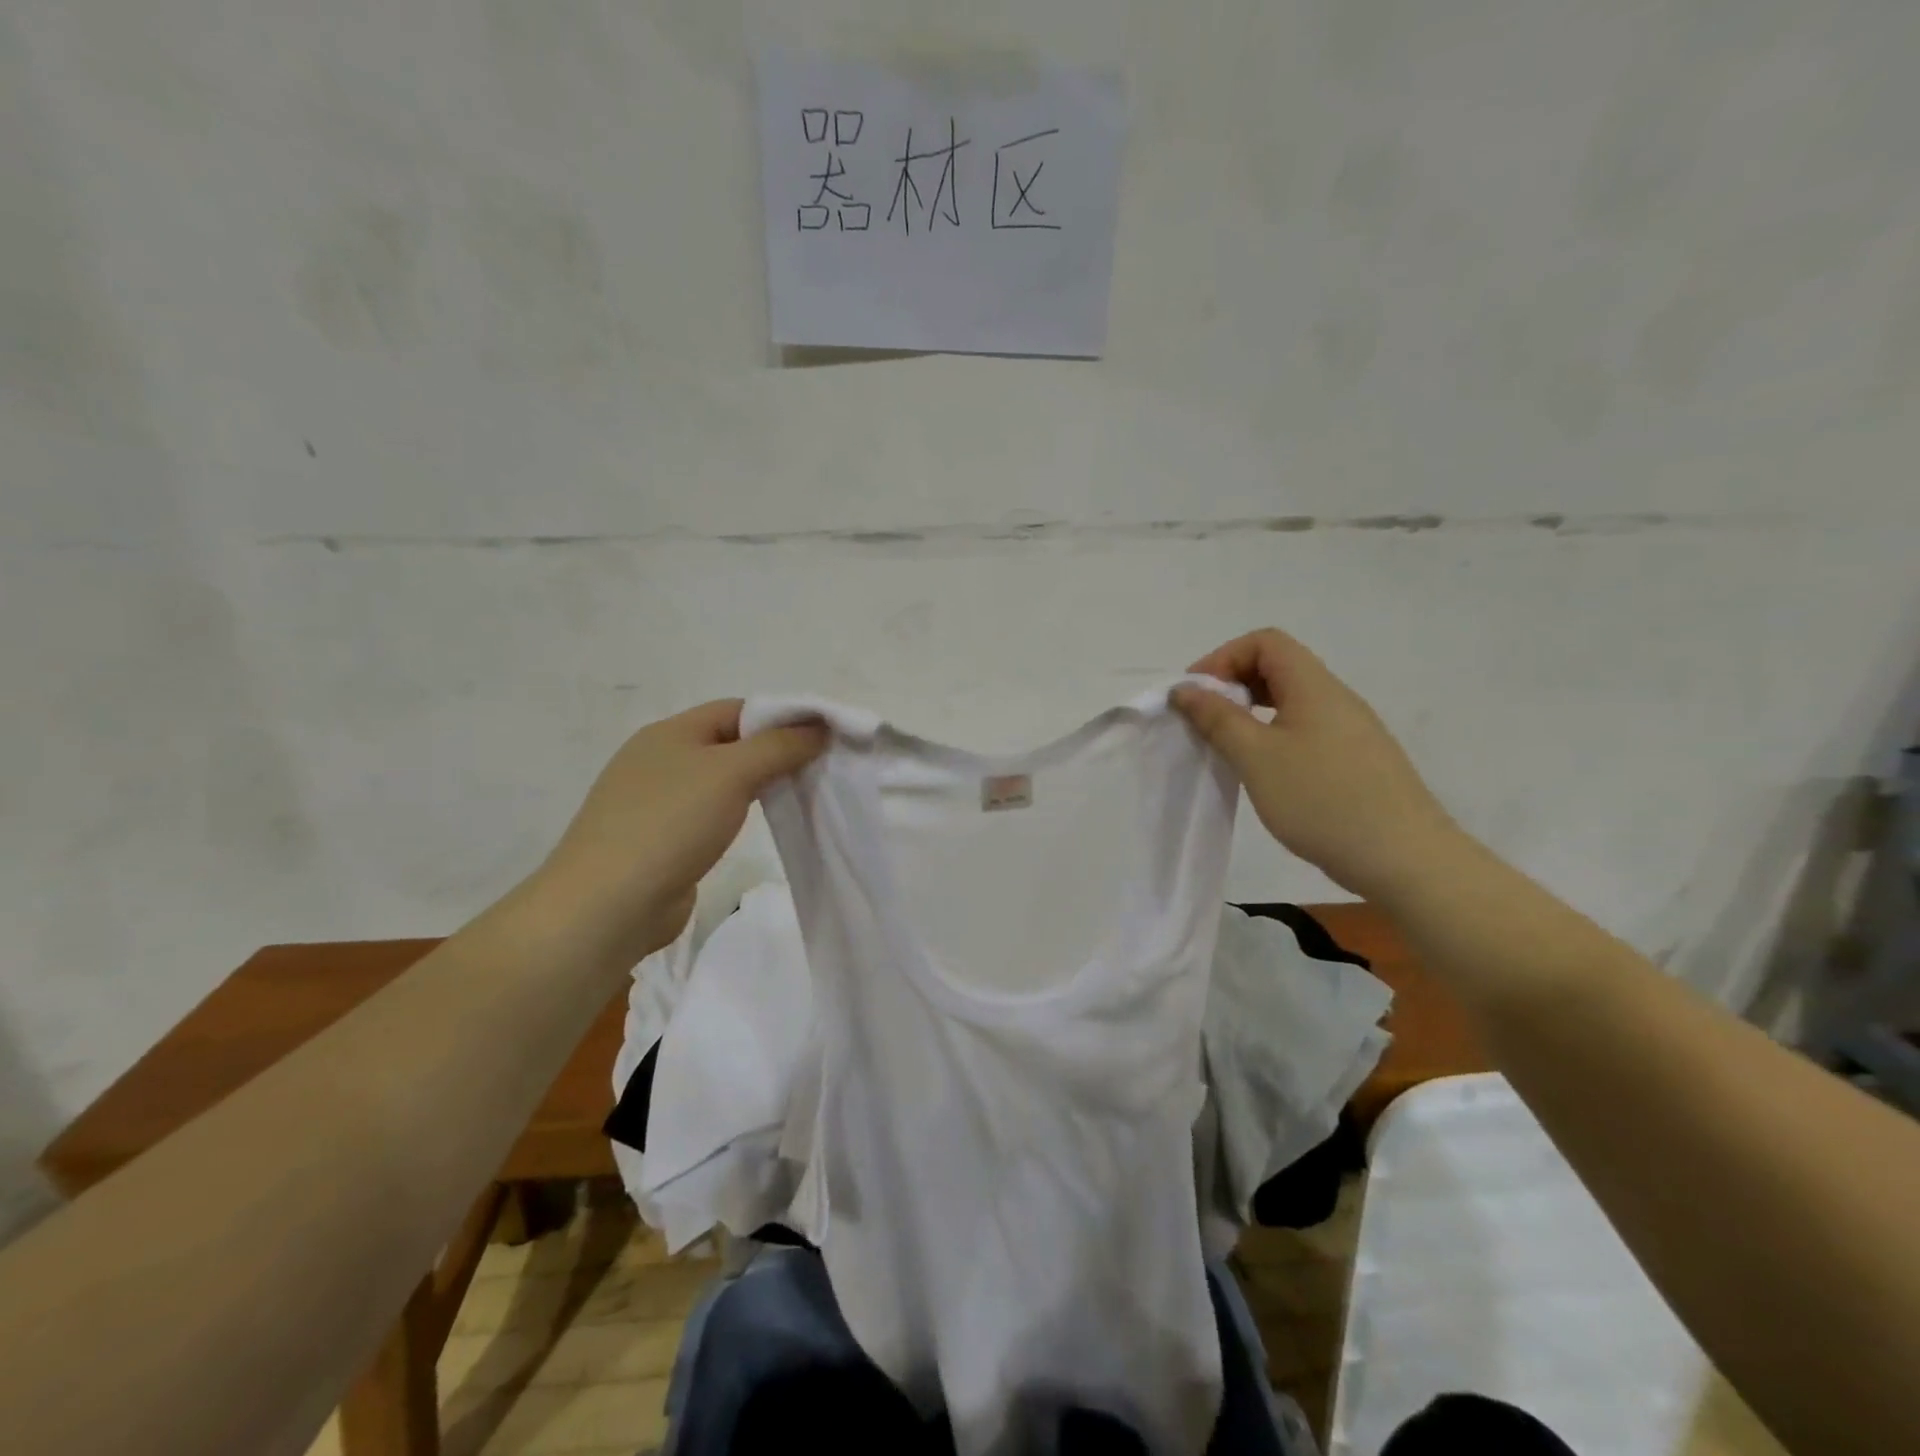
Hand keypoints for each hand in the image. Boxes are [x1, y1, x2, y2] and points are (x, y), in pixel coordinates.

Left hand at [531, 700, 825, 965]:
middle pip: (727, 743)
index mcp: (669, 733)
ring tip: (792, 798)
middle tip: (814, 769)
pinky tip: (752, 829)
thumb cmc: (670, 824)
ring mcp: (653, 803)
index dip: (779, 717)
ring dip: (754, 786)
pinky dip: (734, 816)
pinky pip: (706, 815)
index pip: (735, 709)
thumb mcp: (732, 773)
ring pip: (717, 781)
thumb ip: (779, 746)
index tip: (820, 738)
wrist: (607, 906)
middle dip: (771, 752)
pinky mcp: (657, 841)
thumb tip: (818, 727)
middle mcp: (657, 760)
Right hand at [1173, 629, 1459, 899]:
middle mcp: (1335, 698)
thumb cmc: (1323, 800)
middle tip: (1203, 720)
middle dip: (1233, 684)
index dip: (1223, 658)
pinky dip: (1273, 736)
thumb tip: (1185, 689)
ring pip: (1291, 701)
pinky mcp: (1355, 760)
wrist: (1404, 859)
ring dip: (1251, 713)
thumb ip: (1217, 718)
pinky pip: (1305, 730)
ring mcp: (1350, 730)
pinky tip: (1264, 772)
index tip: (1196, 696)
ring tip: (1227, 746)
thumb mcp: (1257, 757)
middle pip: (1278, 667)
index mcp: (1314, 686)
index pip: (1265, 642)